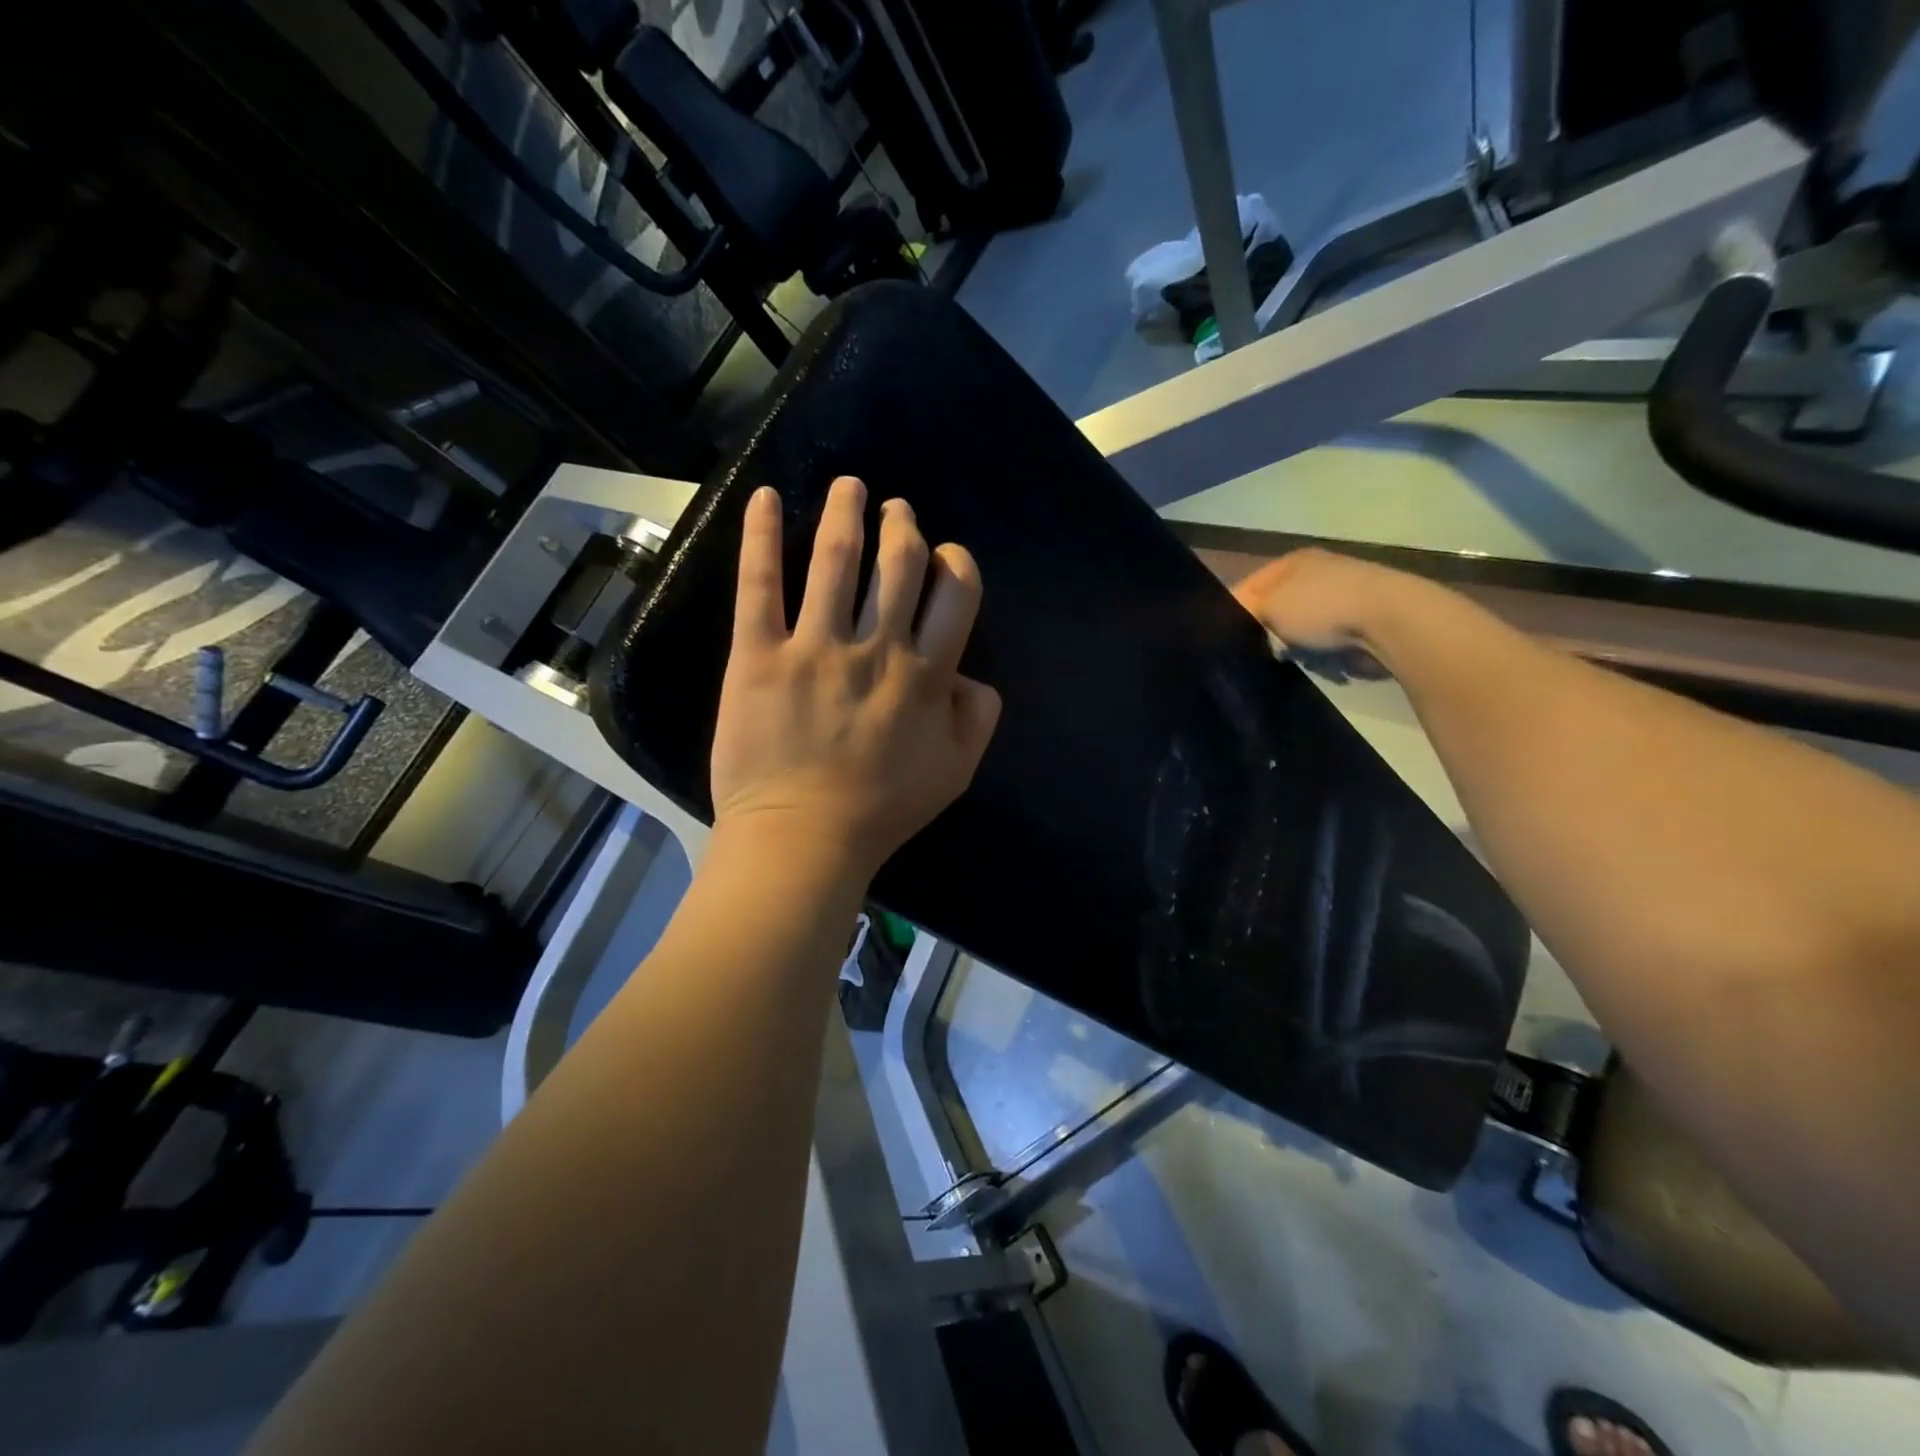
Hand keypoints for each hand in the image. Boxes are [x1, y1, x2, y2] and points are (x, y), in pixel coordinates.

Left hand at [710, 476, 1001, 880]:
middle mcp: (876, 648)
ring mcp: (814, 647)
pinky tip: (764, 497)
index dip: (954, 562)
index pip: (953, 591)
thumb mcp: (956, 772)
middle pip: (898, 563)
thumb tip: (969, 673)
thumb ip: (977, 716)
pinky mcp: (757, 655)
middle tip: (895, 510)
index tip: (943, 557)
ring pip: (836, 559)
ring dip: (845, 512)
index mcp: (926, 674)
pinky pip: (759, 584)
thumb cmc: (881, 810)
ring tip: (849, 487)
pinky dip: (760, 535)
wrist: (802, 840)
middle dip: (902, 526)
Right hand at [1230, 548, 1425, 681]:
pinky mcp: (1358, 623)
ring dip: (1290, 646)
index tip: (1220, 641)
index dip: (1231, 612)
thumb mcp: (1268, 606)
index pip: (1247, 587)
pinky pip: (1322, 643)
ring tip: (1281, 662)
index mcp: (1291, 562)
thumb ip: (1242, 612)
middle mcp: (1315, 575)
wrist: (1390, 621)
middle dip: (1262, 632)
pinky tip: (1312, 663)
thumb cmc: (1322, 606)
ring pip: (1297, 629)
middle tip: (1248, 655)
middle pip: (1273, 608)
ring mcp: (1339, 597)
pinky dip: (1315, 654)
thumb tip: (1223, 625)